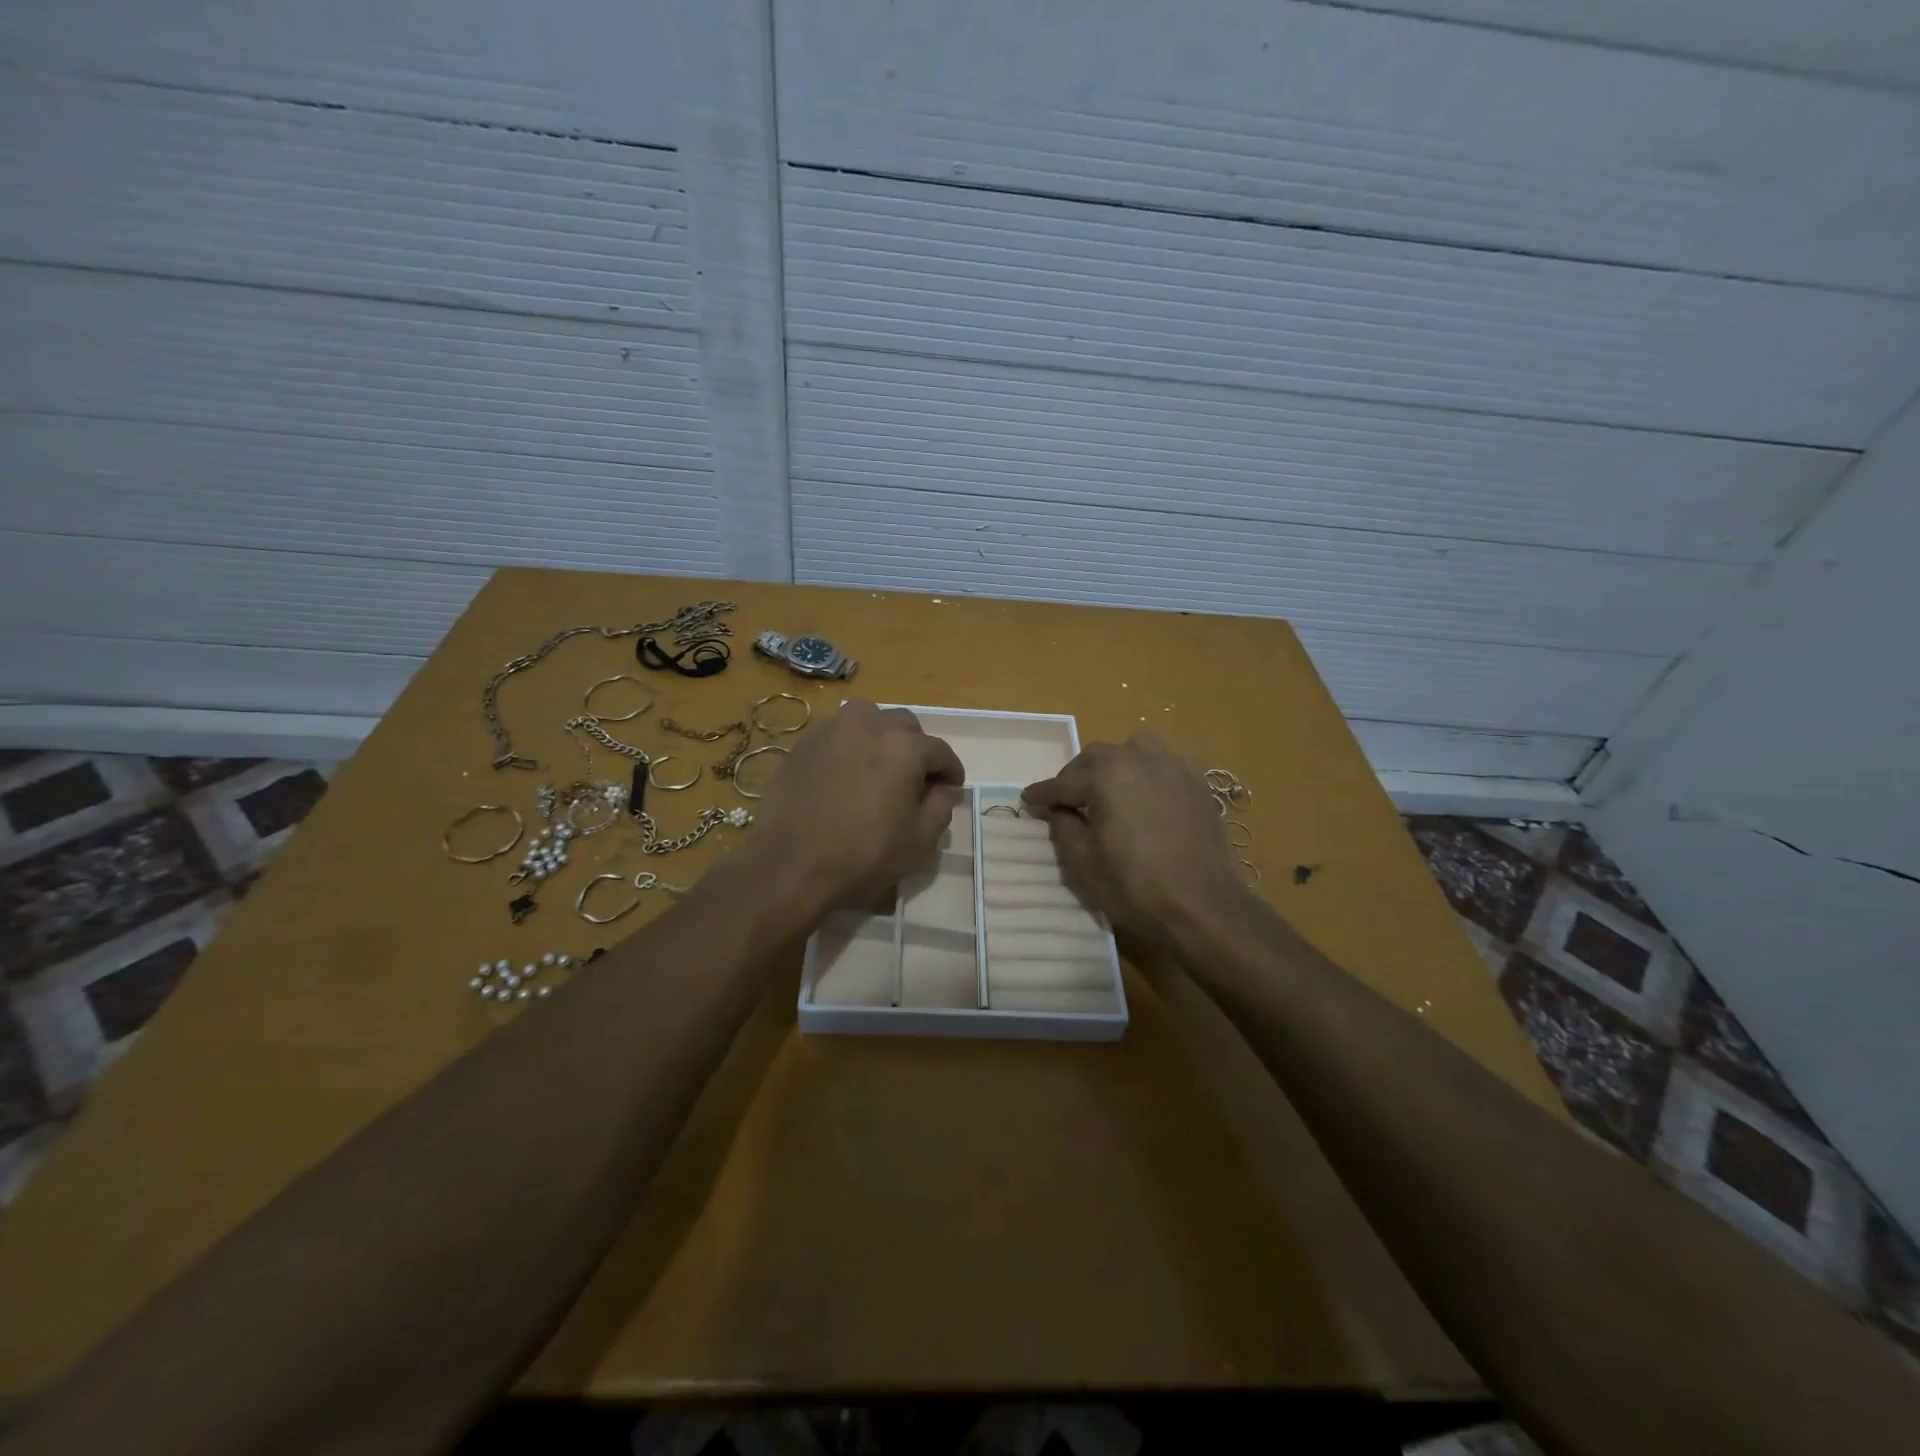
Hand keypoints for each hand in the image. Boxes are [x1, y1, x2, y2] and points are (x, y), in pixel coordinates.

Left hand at [734, 699, 964, 925]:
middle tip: (916, 778)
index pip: (940, 751)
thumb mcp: (920, 839)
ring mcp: (832, 729)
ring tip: (880, 767)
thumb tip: (944, 788)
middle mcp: (869, 724)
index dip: (951, 770)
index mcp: (904, 746)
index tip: (952, 786)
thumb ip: (941, 806)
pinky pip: (838, 734)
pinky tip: (847, 774)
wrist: (791, 863)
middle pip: (905, 726)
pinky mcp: (804, 742)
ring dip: (882, 737)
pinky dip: (851, 746)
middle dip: (917, 748)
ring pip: (869, 719)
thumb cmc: (864, 854)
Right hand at [1022, 731, 1251, 943]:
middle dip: (1076, 776)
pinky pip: (1166, 761)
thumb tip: (1057, 809)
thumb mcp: (1084, 862)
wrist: (1203, 907)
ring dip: (1114, 763)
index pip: (1064, 782)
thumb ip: (1063, 826)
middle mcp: (1140, 759)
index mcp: (1107, 775)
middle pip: (1097, 757)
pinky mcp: (1198, 783)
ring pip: (1134, 748)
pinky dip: (1148, 769)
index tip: (1027, 800)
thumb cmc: (1136, 886)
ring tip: (1108, 789)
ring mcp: (1174, 767)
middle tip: (1065, 802)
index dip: (1043, 794)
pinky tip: (1146, 794)